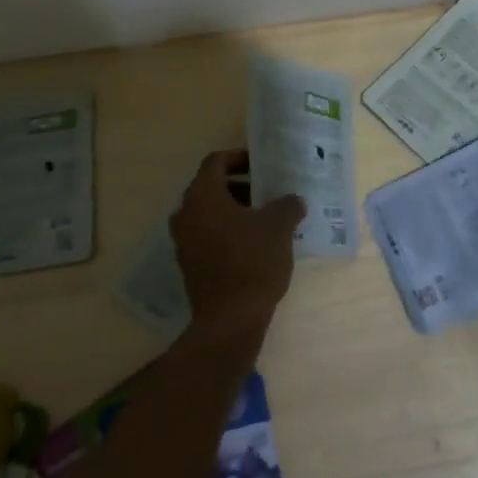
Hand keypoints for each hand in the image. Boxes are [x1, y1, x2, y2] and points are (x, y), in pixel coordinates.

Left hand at [169, 150, 305, 347]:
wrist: (229, 320)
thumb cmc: (252, 262)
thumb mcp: (279, 227)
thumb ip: (287, 205)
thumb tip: (293, 200)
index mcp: (203, 195)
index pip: (216, 161)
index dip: (240, 157)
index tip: (263, 165)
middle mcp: (186, 213)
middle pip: (212, 187)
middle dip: (241, 186)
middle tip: (268, 192)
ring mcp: (184, 240)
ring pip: (210, 213)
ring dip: (235, 210)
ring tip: (266, 219)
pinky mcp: (189, 264)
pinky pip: (208, 235)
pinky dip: (228, 231)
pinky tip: (254, 244)